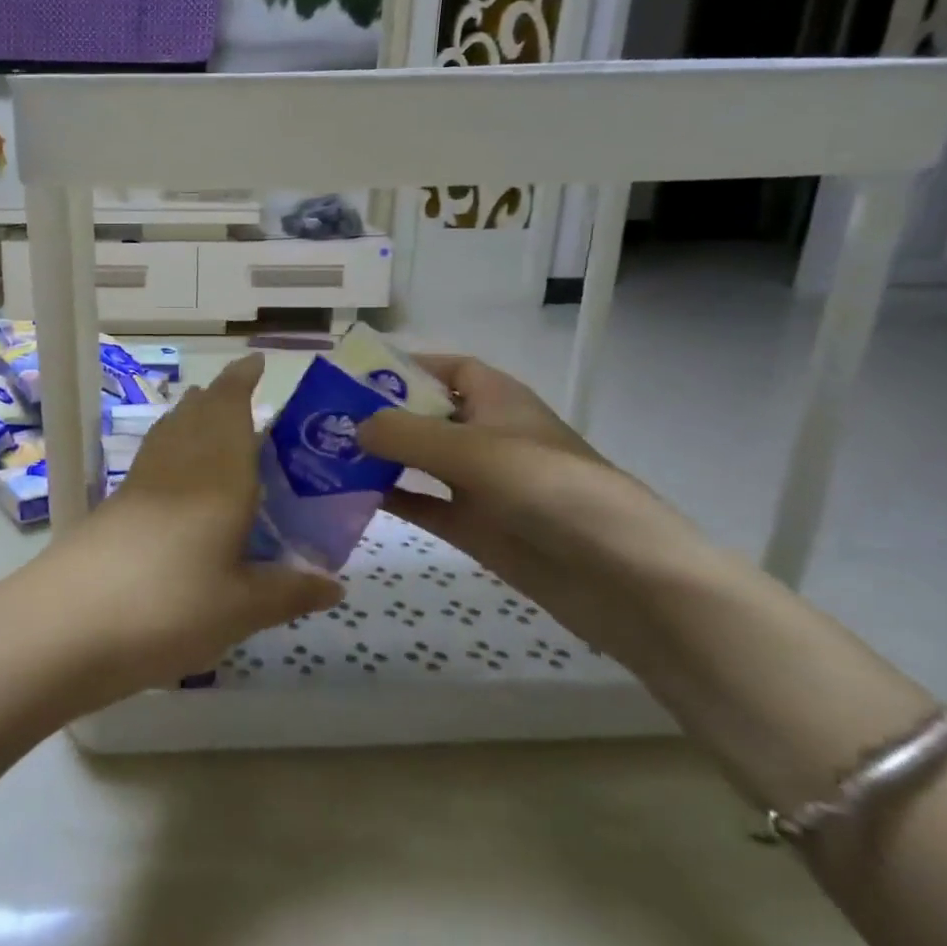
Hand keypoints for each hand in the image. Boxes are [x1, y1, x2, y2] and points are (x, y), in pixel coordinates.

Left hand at [3, 353, 343, 708]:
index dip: (243, 379)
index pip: (231, 406)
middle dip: (220, 396)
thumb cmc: (172, 606)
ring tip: (213, 422)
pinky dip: (171, 447)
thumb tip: (336, 586)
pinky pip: (153, 457)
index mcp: (219, 474)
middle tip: (246, 398)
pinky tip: (176, 477)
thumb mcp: (241, 608)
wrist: (70, 622)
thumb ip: (289, 592)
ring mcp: (141, 481)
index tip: (257, 361)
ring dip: (192, 416)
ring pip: (171, 430)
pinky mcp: (115, 503)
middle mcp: (179, 464)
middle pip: (197, 412)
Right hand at [357, 353, 712, 656]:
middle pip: (428, 416)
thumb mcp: (473, 451)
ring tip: (327, 457)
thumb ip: (406, 435)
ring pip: (422, 463)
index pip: (451, 369)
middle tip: (324, 420)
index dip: (409, 367)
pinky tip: (353, 499)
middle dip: (382, 415)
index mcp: (500, 401)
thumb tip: (353, 427)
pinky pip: (426, 506)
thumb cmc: (550, 490)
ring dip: (382, 459)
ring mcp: (484, 486)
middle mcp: (490, 438)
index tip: (357, 375)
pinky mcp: (480, 529)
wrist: (622, 579)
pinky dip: (395, 500)